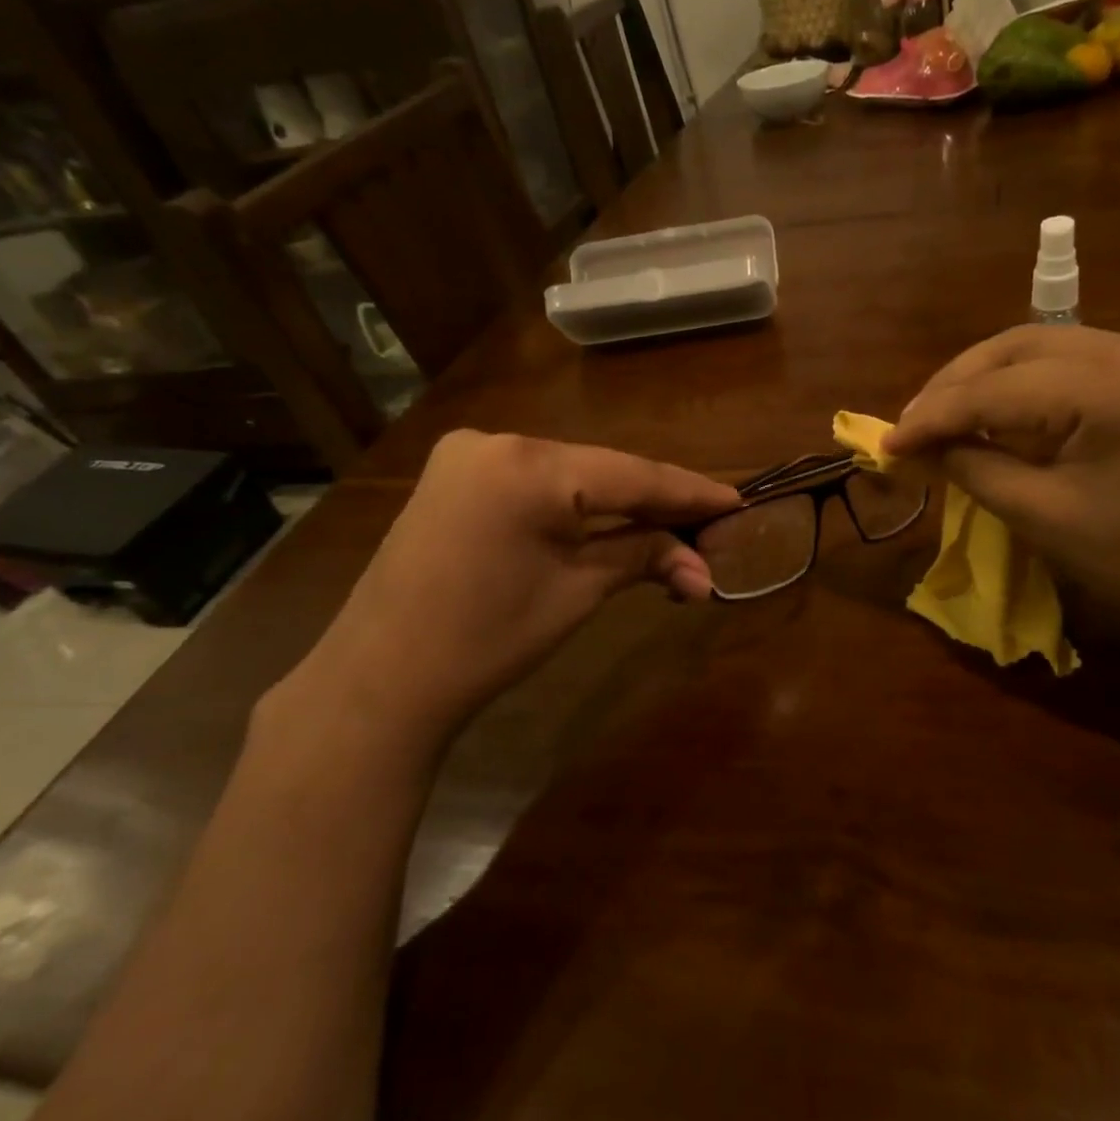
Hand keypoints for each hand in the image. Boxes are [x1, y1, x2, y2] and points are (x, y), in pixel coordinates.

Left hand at [273, 433, 738, 764]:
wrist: (381, 680)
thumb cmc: (487, 640)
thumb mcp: (578, 592)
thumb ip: (644, 558)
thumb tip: (705, 571)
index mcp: (529, 466)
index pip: (633, 475)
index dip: (690, 493)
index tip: (738, 502)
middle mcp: (499, 440)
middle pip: (603, 469)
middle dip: (657, 501)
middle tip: (710, 525)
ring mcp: (469, 454)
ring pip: (571, 473)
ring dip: (619, 501)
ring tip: (671, 528)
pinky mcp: (455, 475)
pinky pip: (537, 480)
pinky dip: (577, 501)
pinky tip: (611, 521)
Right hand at [885, 326, 1119, 658]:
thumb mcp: (1049, 520)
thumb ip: (976, 471)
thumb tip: (922, 448)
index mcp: (1110, 383)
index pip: (994, 387)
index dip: (932, 416)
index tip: (886, 444)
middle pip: (1019, 345)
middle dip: (957, 384)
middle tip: (913, 425)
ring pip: (1051, 349)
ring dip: (994, 381)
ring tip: (952, 421)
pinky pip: (1085, 367)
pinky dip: (1037, 389)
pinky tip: (1016, 420)